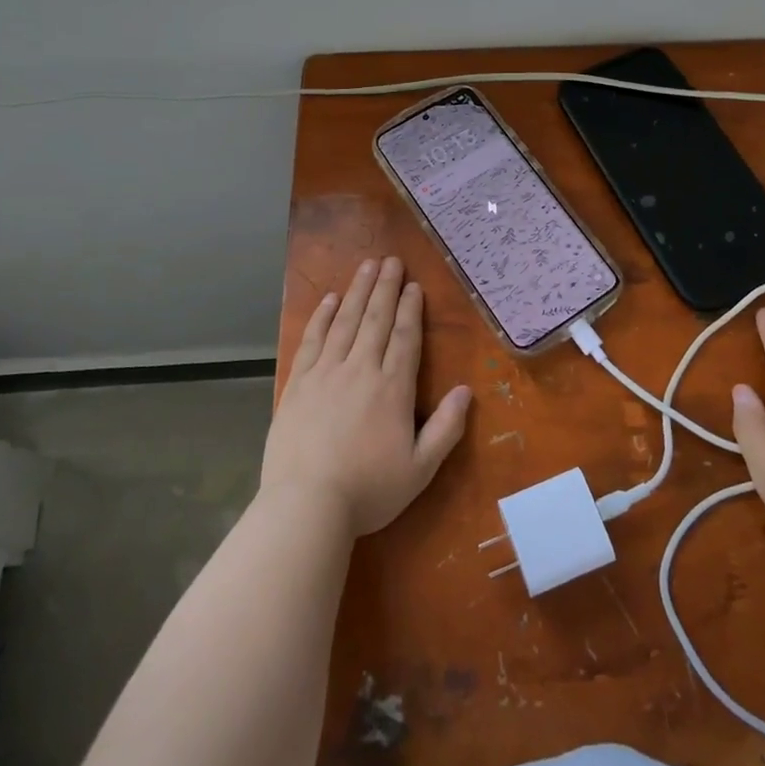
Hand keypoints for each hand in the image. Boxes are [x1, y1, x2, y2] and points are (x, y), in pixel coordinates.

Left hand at [261, 257, 472, 537]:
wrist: (306, 505)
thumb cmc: (369, 490)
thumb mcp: (421, 469)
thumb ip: (446, 428)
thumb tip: (466, 391)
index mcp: (393, 388)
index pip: (404, 337)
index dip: (410, 309)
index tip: (413, 285)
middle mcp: (361, 369)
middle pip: (375, 319)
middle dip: (385, 288)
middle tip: (391, 260)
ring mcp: (326, 373)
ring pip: (345, 322)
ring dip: (357, 291)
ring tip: (366, 266)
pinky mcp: (298, 383)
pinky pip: (313, 340)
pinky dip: (322, 317)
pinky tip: (329, 300)